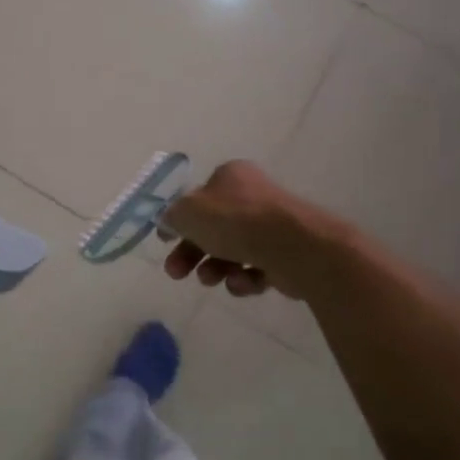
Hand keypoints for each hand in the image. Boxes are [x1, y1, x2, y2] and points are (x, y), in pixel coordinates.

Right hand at [161, 161, 337, 300]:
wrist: (295, 247)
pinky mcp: (286, 255)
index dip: (179, 220)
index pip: (198, 198)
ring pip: (232, 252)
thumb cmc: (236, 221)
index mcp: (231, 177)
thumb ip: (173, 216)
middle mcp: (252, 197)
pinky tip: (243, 282)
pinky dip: (245, 279)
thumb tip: (170, 221)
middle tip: (176, 273)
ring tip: (212, 280)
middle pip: (212, 229)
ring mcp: (272, 227)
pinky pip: (256, 269)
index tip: (164, 241)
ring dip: (215, 269)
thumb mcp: (189, 212)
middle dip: (191, 253)